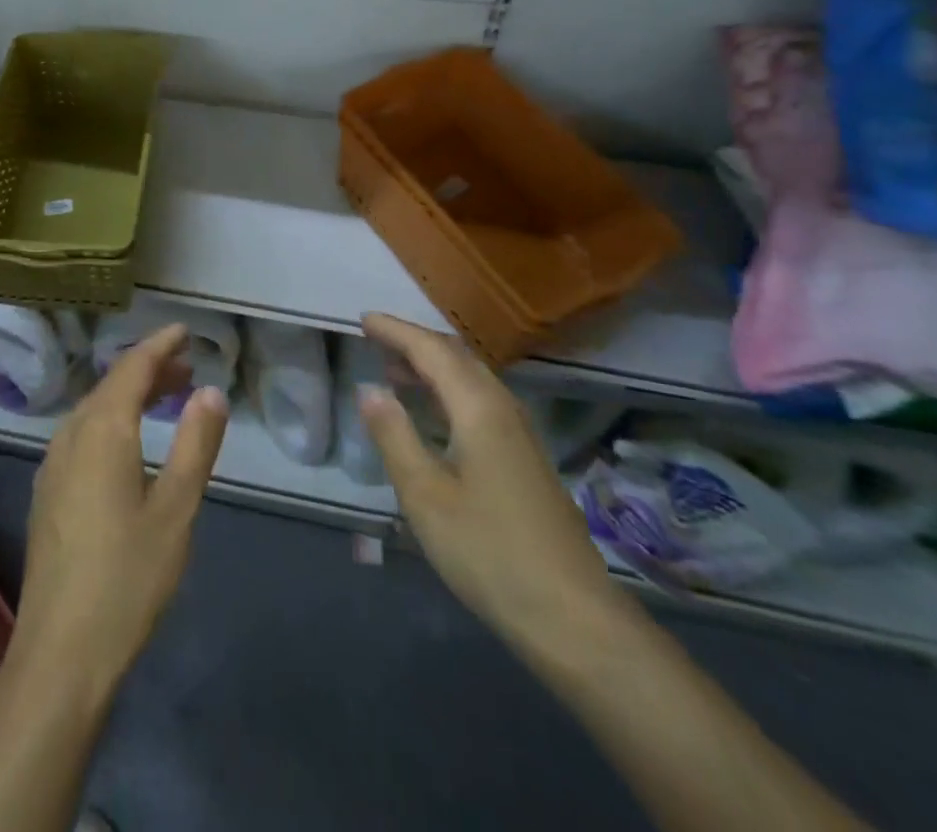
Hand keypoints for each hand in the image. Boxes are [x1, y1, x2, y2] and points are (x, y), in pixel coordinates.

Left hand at [11, 324, 229, 706]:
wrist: (60, 651)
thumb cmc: (127, 577)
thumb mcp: (176, 509)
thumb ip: (194, 444)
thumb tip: (211, 391)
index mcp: (102, 431)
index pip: (132, 368)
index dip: (159, 345)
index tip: (184, 331)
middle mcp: (71, 435)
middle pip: (112, 385)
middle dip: (149, 369)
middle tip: (187, 367)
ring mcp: (53, 463)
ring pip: (94, 409)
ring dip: (130, 394)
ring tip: (166, 397)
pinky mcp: (47, 490)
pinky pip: (82, 432)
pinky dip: (111, 419)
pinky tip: (128, 441)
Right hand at [356, 312, 627, 652]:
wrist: (573, 617)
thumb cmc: (489, 551)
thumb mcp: (425, 495)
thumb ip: (394, 435)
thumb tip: (369, 389)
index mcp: (479, 408)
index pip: (431, 350)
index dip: (396, 331)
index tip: (363, 320)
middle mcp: (503, 409)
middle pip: (456, 357)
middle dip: (414, 343)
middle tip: (375, 339)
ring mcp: (520, 435)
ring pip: (471, 379)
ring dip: (432, 367)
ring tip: (394, 372)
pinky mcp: (526, 459)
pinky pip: (480, 402)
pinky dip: (448, 391)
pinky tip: (433, 415)